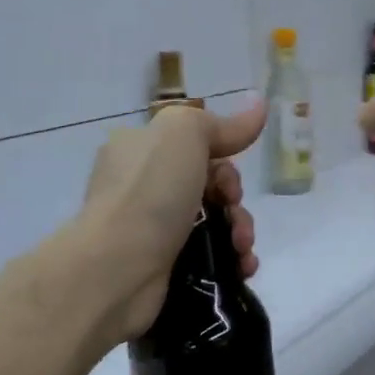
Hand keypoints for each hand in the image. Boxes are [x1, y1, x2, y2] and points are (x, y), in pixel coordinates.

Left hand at [80, 98, 265, 342]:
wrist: (116, 270)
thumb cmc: (149, 192)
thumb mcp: (183, 134)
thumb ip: (222, 123)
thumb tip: (259, 105)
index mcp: (140, 149)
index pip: (194, 144)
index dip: (222, 156)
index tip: (227, 174)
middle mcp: (143, 186)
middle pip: (210, 184)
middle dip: (234, 199)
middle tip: (233, 212)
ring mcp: (152, 229)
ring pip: (215, 221)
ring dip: (240, 231)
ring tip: (241, 249)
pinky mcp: (164, 267)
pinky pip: (210, 256)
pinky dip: (232, 260)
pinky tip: (242, 267)